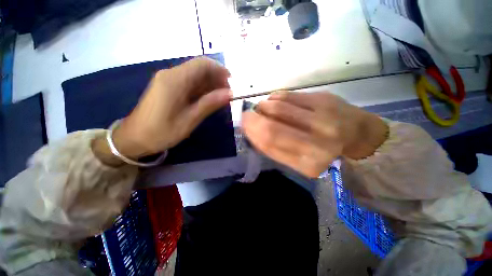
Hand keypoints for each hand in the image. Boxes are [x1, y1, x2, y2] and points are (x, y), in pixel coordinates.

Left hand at [93, 57, 230, 165]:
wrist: (134, 138)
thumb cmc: (162, 132)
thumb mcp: (190, 119)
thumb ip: (210, 103)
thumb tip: (229, 94)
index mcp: (175, 80)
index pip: (202, 64)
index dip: (220, 70)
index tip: (232, 84)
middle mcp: (171, 74)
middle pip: (199, 68)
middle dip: (217, 78)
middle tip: (228, 95)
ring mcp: (168, 80)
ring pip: (195, 76)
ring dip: (211, 84)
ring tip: (221, 98)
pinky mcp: (168, 87)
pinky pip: (189, 83)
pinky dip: (202, 89)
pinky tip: (209, 99)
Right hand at [242, 91, 387, 177]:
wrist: (357, 135)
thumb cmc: (324, 151)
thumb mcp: (298, 160)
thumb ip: (275, 149)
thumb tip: (252, 132)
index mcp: (308, 163)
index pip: (270, 146)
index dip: (252, 133)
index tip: (244, 125)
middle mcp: (317, 143)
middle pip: (272, 127)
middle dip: (253, 119)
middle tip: (247, 115)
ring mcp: (322, 118)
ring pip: (278, 107)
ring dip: (263, 106)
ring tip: (262, 108)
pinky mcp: (324, 99)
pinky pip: (289, 95)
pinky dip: (275, 97)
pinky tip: (274, 101)